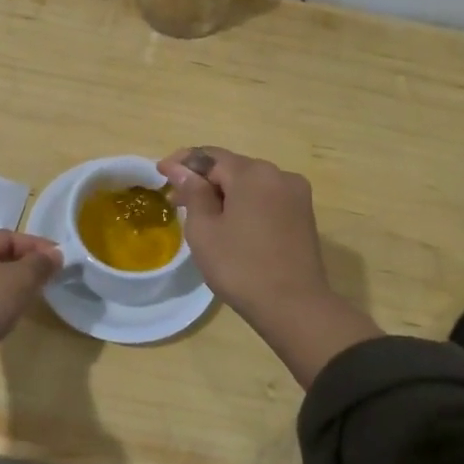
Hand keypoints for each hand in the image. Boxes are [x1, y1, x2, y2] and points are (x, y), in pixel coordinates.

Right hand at [156, 147, 329, 319]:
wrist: (294, 306)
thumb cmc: (240, 267)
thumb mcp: (204, 230)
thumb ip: (192, 192)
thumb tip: (181, 169)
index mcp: (253, 173)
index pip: (209, 156)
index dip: (182, 162)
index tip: (160, 173)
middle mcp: (279, 174)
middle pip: (232, 167)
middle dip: (202, 179)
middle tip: (176, 199)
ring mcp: (295, 194)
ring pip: (250, 183)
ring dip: (224, 192)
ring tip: (201, 214)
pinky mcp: (303, 214)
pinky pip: (266, 198)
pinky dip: (245, 203)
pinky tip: (230, 223)